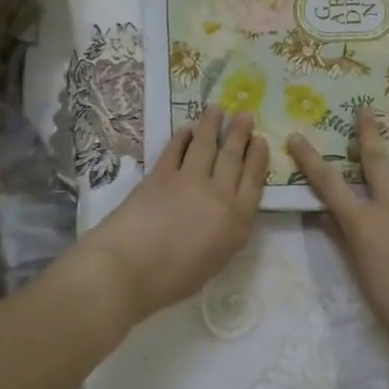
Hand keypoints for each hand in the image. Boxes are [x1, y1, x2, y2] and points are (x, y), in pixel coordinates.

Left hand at [80, 107, 267, 323]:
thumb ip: (226, 231)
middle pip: (233, 157)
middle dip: (240, 134)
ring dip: (212, 124)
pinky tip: (187, 130)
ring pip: (206, 145)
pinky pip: (176, 149)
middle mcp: (219, 195)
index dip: (257, 157)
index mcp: (237, 221)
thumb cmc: (172, 280)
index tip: (260, 140)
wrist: (128, 269)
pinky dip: (183, 137)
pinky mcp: (161, 174)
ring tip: (217, 109)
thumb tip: (225, 211)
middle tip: (244, 115)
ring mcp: (189, 181)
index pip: (254, 180)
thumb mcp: (215, 260)